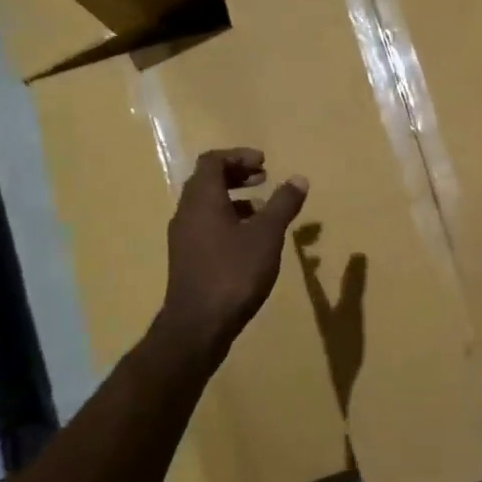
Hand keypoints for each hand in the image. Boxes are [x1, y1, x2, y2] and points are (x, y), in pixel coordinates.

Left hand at [162, 148, 308, 344]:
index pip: (213, 161)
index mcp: (202, 199)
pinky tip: (249, 240)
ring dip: (234, 199)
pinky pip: (206, 225)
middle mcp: (187, 212)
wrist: (198, 325)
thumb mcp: (267, 235)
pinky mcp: (186, 258)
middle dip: (237, 175)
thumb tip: (298, 178)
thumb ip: (283, 204)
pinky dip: (227, 220)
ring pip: (206, 205)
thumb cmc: (234, 273)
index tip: (265, 163)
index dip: (239, 156)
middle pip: (207, 180)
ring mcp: (183, 237)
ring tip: (262, 209)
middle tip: (264, 179)